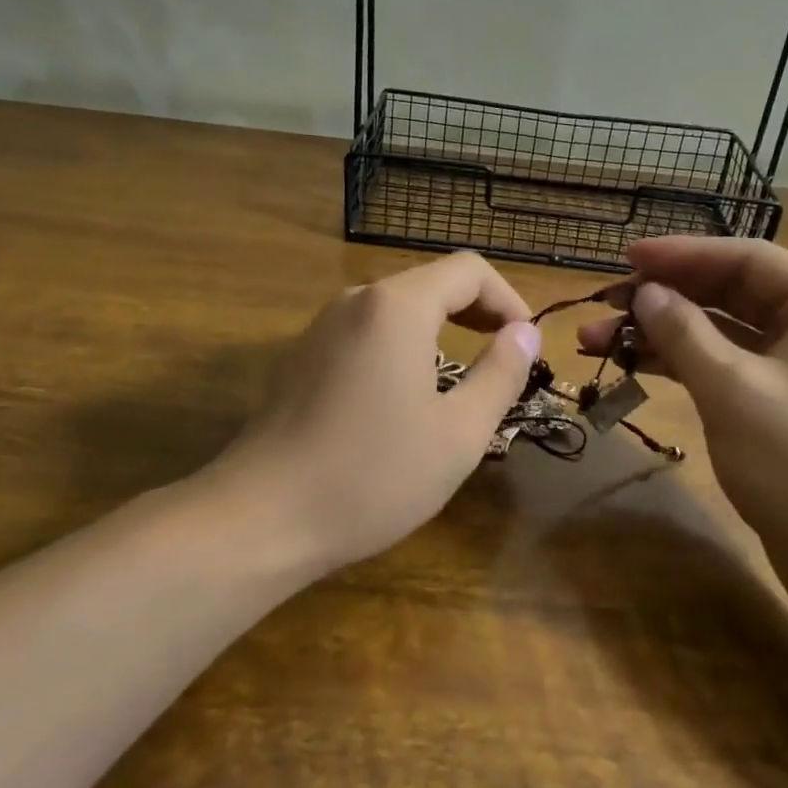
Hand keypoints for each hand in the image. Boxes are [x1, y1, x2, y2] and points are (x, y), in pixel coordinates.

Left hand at [220, 251, 541, 574]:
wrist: (261, 517)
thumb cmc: (372, 475)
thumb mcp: (458, 433)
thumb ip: (500, 374)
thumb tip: (525, 333)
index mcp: (397, 307)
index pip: (468, 270)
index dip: (508, 299)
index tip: (526, 345)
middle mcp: (357, 301)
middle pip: (432, 284)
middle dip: (477, 314)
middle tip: (504, 361)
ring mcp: (322, 326)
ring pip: (397, 309)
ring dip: (439, 332)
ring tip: (461, 384)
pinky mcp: (303, 356)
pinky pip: (367, 333)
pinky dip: (402, 348)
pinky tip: (405, 399)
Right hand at [577, 236, 787, 608]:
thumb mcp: (732, 387)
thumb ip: (683, 331)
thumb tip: (645, 294)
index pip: (746, 259)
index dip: (681, 254)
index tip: (625, 257)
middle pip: (731, 294)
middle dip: (664, 299)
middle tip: (603, 305)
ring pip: (722, 335)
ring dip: (662, 335)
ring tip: (596, 341)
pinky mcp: (784, 409)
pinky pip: (727, 369)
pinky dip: (683, 367)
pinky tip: (635, 367)